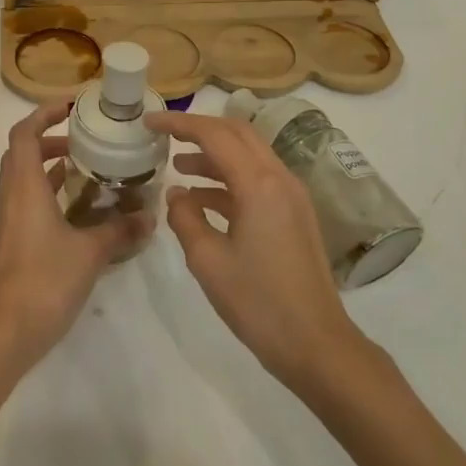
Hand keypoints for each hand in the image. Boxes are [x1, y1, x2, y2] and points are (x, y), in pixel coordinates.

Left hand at [0, 102, 148, 372]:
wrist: (6, 332)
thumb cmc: (45, 280)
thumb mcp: (91, 252)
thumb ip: (120, 230)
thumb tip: (150, 217)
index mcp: (24, 187)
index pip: (24, 133)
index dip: (43, 113)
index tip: (71, 107)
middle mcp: (12, 197)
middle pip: (22, 152)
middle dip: (51, 138)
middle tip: (86, 139)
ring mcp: (10, 220)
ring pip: (24, 178)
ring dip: (51, 166)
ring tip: (89, 167)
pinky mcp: (13, 241)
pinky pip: (29, 202)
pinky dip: (51, 193)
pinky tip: (80, 208)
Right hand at [148, 110, 365, 393]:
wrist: (316, 343)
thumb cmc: (258, 303)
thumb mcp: (207, 261)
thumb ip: (185, 218)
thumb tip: (176, 194)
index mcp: (259, 184)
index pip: (214, 134)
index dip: (179, 123)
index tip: (149, 121)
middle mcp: (279, 178)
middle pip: (237, 133)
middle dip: (199, 130)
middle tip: (165, 135)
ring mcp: (291, 196)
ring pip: (249, 156)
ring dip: (213, 155)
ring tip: (177, 167)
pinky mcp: (295, 214)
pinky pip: (258, 180)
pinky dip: (228, 180)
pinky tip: (201, 200)